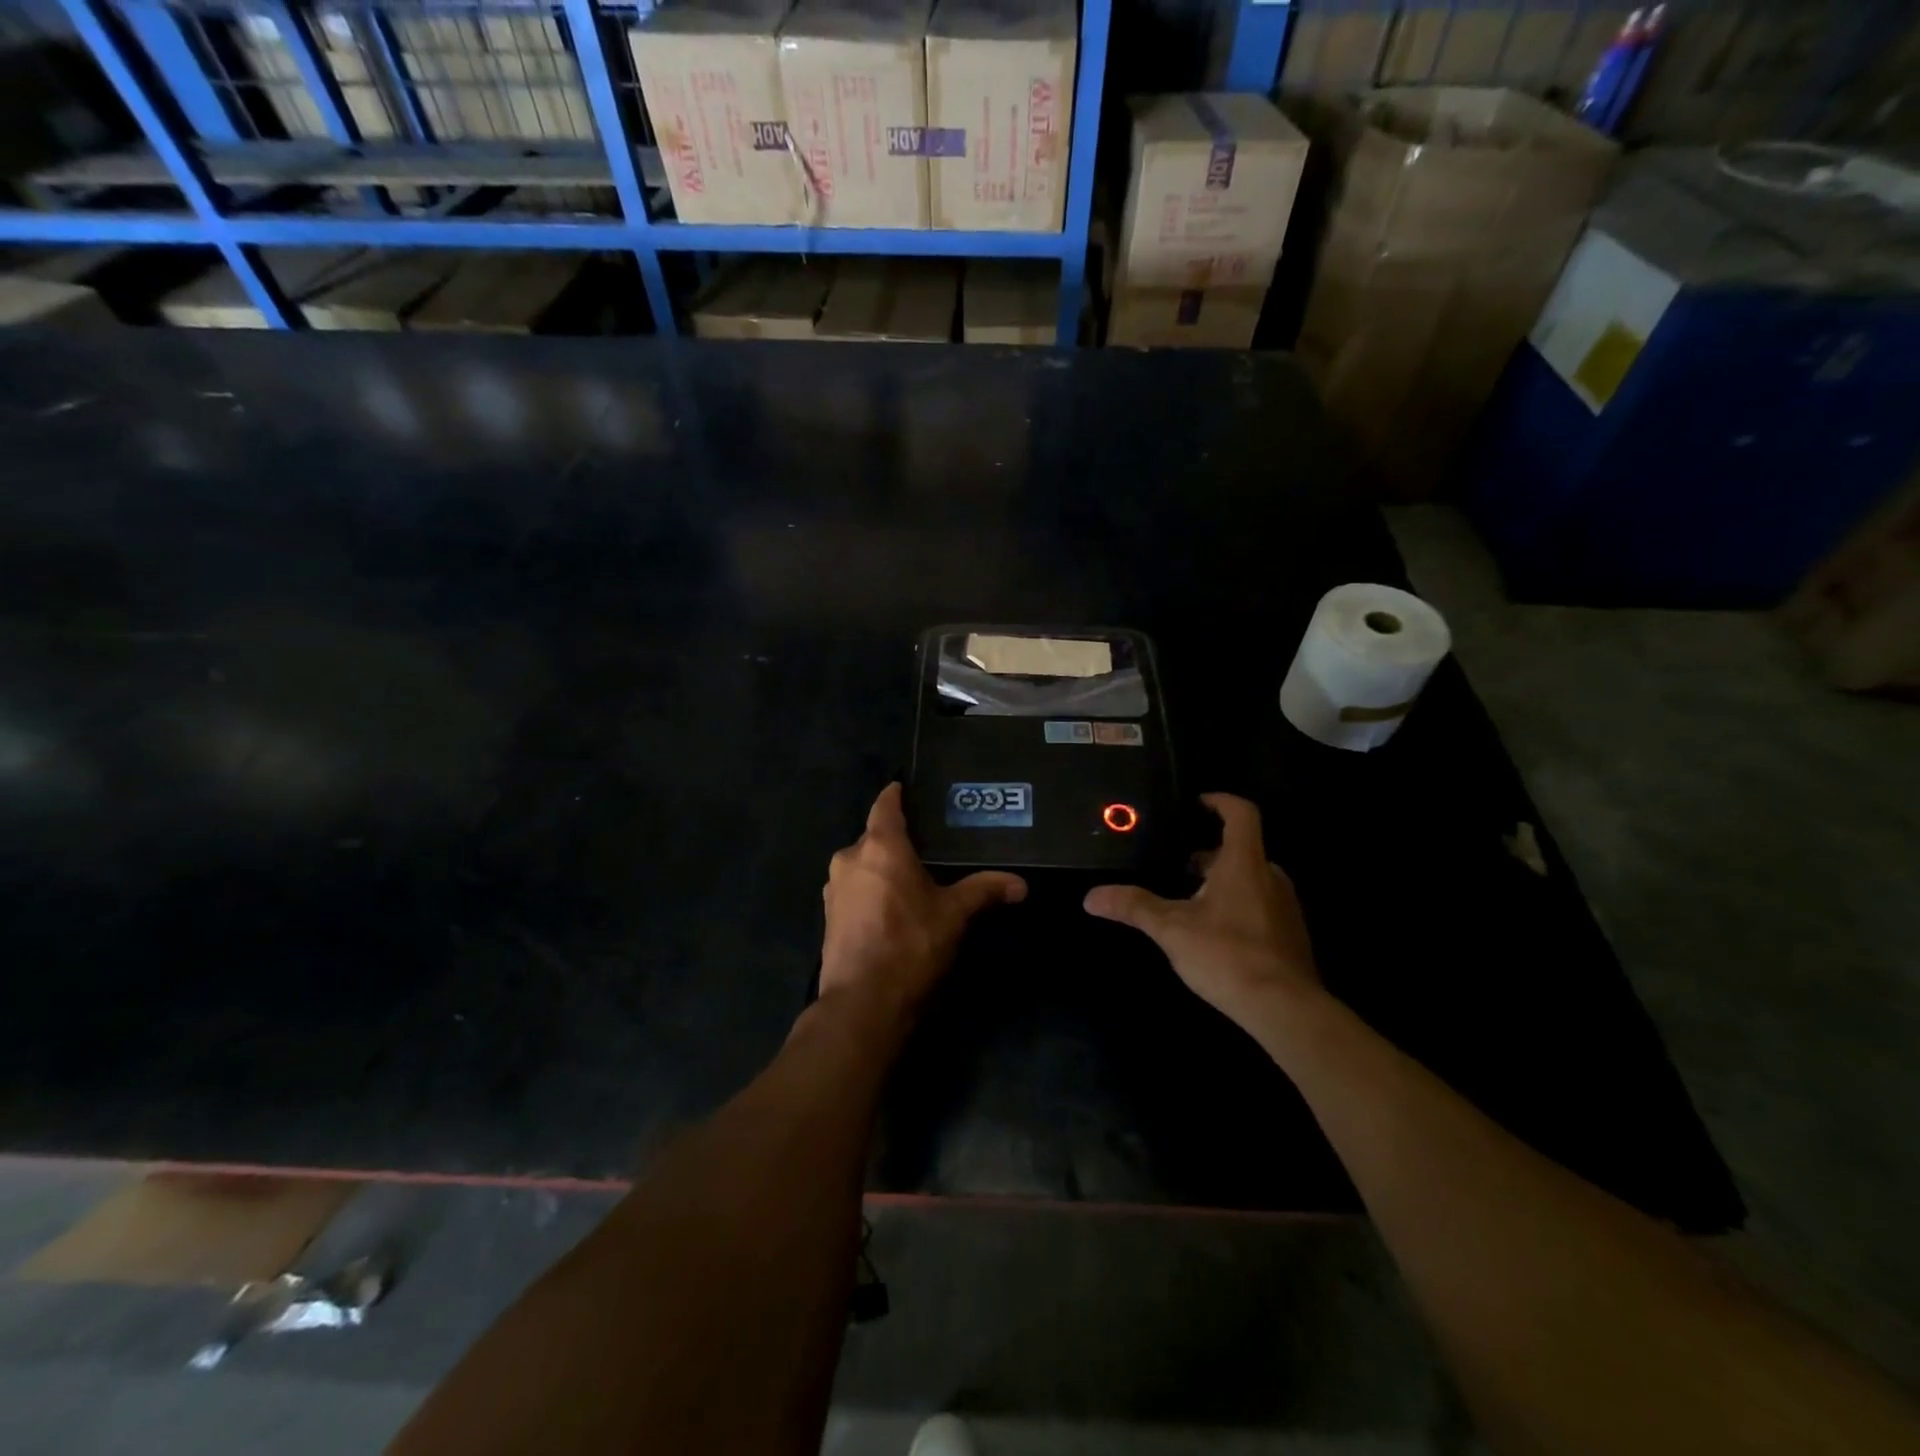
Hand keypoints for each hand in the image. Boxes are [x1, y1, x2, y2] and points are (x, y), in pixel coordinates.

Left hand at [820, 784, 1026, 1027]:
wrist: (862, 1003)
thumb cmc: (910, 945)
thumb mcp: (954, 915)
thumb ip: (985, 891)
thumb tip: (1021, 884)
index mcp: (879, 846)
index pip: (885, 805)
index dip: (897, 794)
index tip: (908, 788)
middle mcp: (850, 859)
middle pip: (874, 837)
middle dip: (897, 839)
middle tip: (928, 844)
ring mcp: (834, 889)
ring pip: (862, 865)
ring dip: (882, 868)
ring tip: (912, 877)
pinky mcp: (829, 917)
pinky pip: (854, 889)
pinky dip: (871, 891)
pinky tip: (891, 908)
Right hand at [1084, 794, 1320, 1034]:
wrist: (1285, 1009)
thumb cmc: (1227, 955)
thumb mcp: (1171, 929)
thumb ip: (1134, 907)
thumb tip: (1090, 896)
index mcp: (1244, 863)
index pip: (1241, 814)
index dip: (1220, 801)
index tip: (1198, 803)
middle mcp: (1270, 877)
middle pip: (1242, 848)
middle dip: (1209, 852)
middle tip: (1177, 863)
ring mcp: (1284, 906)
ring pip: (1251, 878)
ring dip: (1222, 880)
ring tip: (1189, 899)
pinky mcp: (1289, 934)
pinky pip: (1261, 904)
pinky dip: (1237, 904)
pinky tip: (1214, 932)